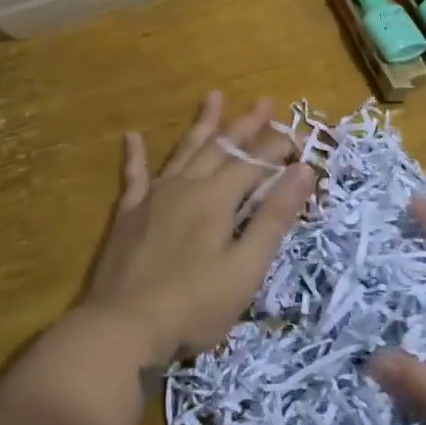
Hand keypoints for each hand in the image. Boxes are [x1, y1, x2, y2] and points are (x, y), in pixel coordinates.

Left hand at [81, 92, 313, 363]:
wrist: (121, 328)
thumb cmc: (194, 305)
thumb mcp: (246, 267)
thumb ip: (274, 217)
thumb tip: (303, 170)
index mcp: (218, 198)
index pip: (255, 163)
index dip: (278, 149)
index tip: (299, 137)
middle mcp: (187, 186)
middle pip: (222, 147)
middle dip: (246, 124)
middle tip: (264, 100)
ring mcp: (154, 197)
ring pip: (184, 151)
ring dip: (202, 125)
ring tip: (213, 96)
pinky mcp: (129, 215)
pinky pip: (134, 176)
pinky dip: (135, 156)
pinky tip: (132, 136)